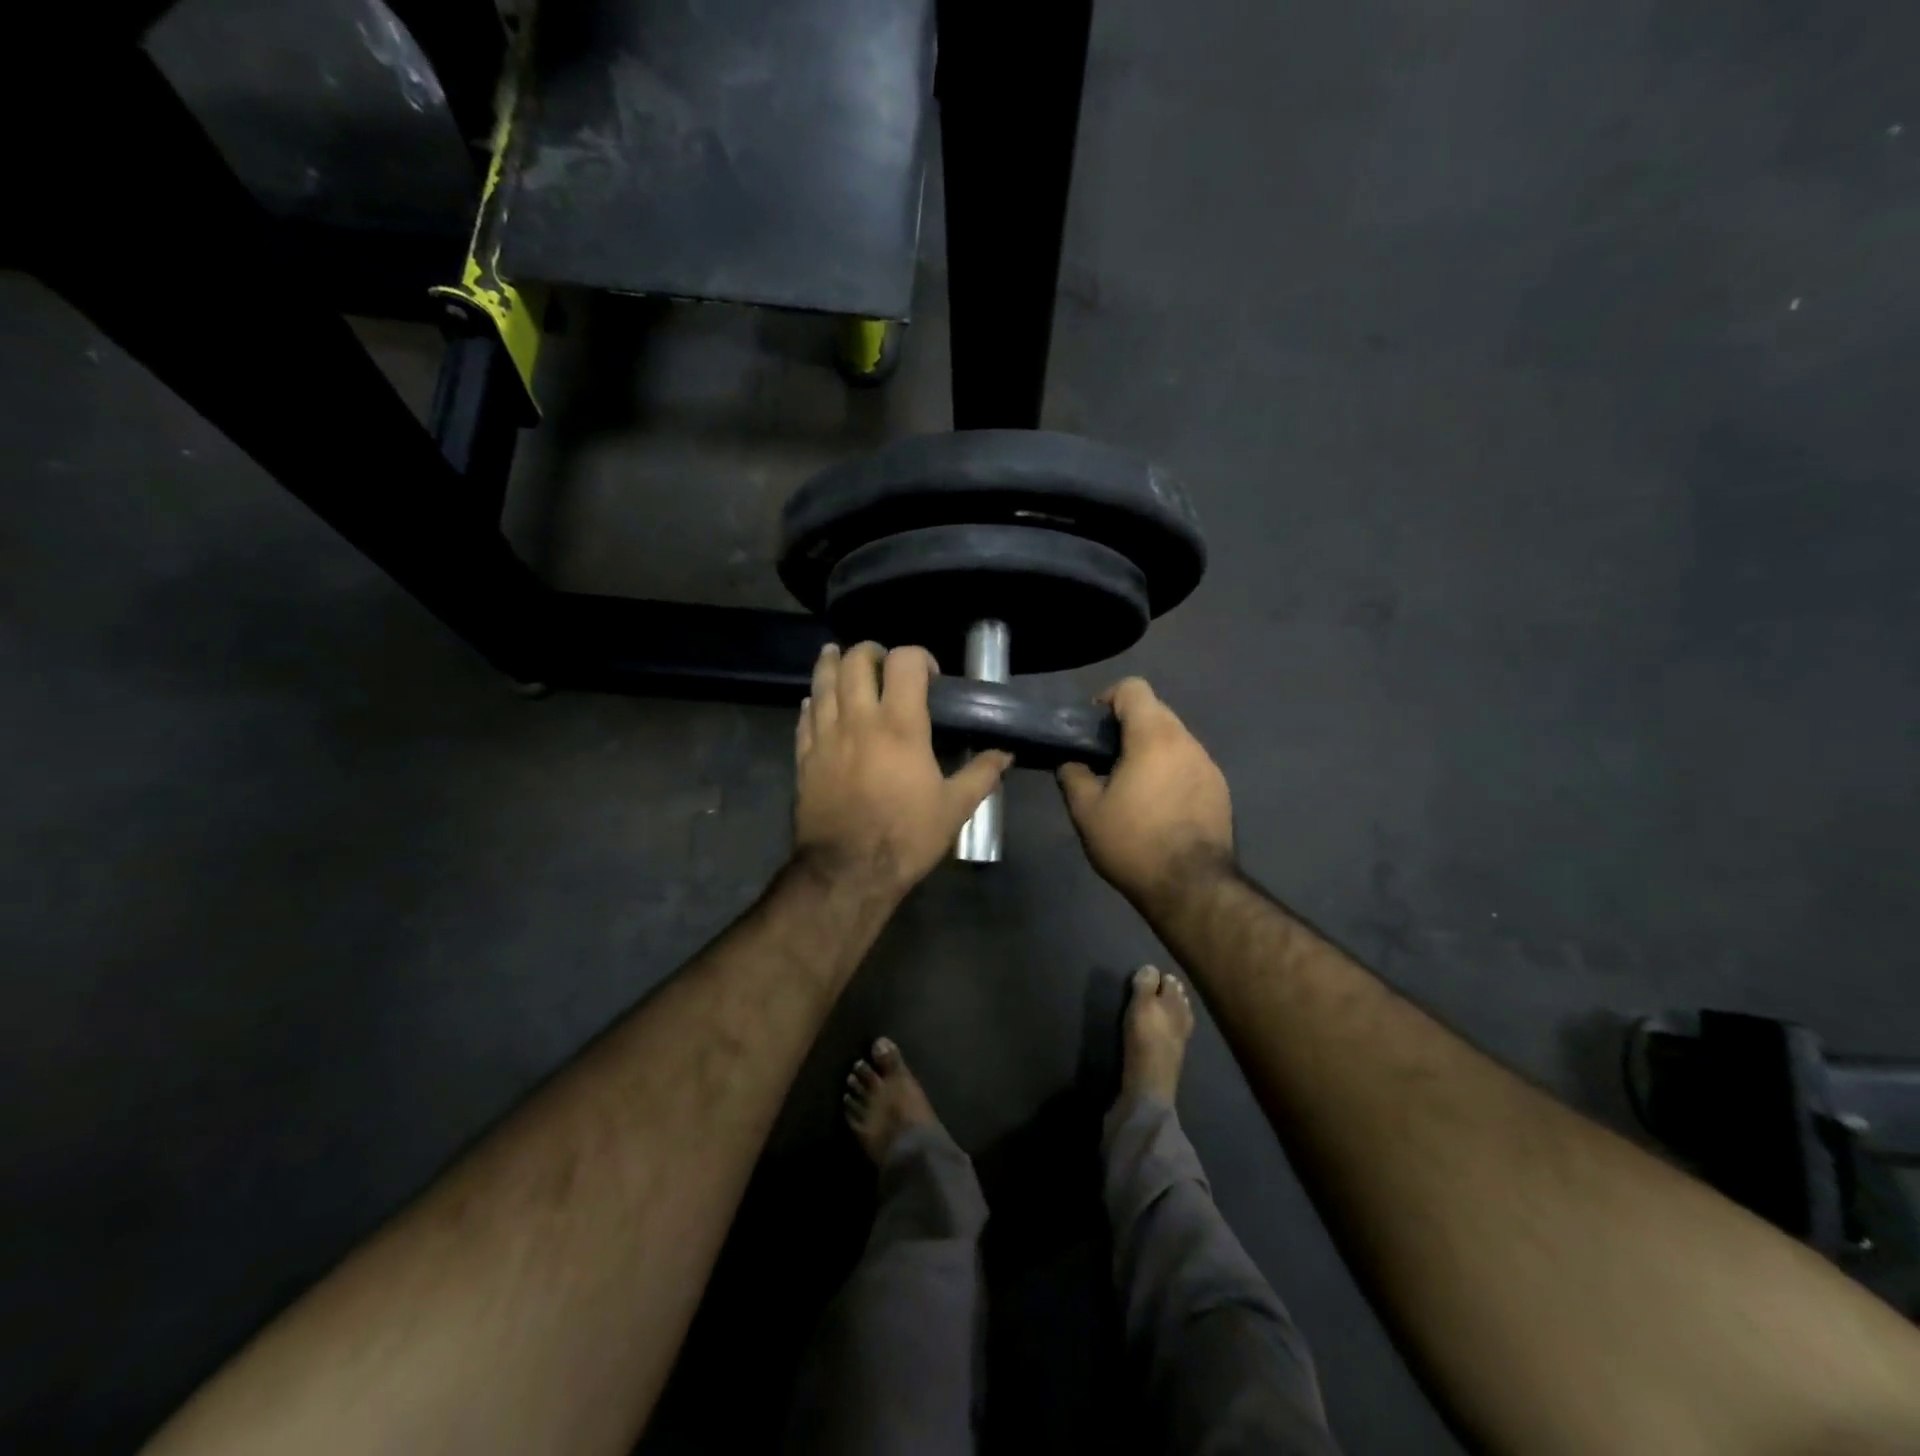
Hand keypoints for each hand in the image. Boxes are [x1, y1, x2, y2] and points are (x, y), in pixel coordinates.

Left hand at [795, 643, 1011, 895]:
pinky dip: (813, 701)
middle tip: (883, 664)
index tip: (929, 676)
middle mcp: (859, 720)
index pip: (904, 662)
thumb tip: (1005, 754)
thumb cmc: (906, 836)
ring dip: (832, 663)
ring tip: (838, 656)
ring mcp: (825, 736)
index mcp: (900, 725)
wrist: (848, 871)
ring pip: (822, 682)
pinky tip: (816, 701)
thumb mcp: (954, 808)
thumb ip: (981, 775)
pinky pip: (804, 716)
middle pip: (856, 660)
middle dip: (871, 652)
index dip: (919, 657)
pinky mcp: (804, 757)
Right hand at [1057, 678, 1233, 905]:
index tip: (1093, 729)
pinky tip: (1158, 806)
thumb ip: (1073, 776)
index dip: (1108, 699)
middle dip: (1128, 726)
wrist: (1192, 887)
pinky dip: (1170, 771)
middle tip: (1105, 759)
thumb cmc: (1134, 843)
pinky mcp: (1220, 789)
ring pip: (1174, 739)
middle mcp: (1187, 741)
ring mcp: (1209, 765)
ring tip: (1131, 785)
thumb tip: (1070, 761)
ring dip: (1150, 750)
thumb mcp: (1087, 812)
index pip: (1134, 688)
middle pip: (1155, 711)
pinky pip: (1189, 764)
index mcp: (1154, 737)